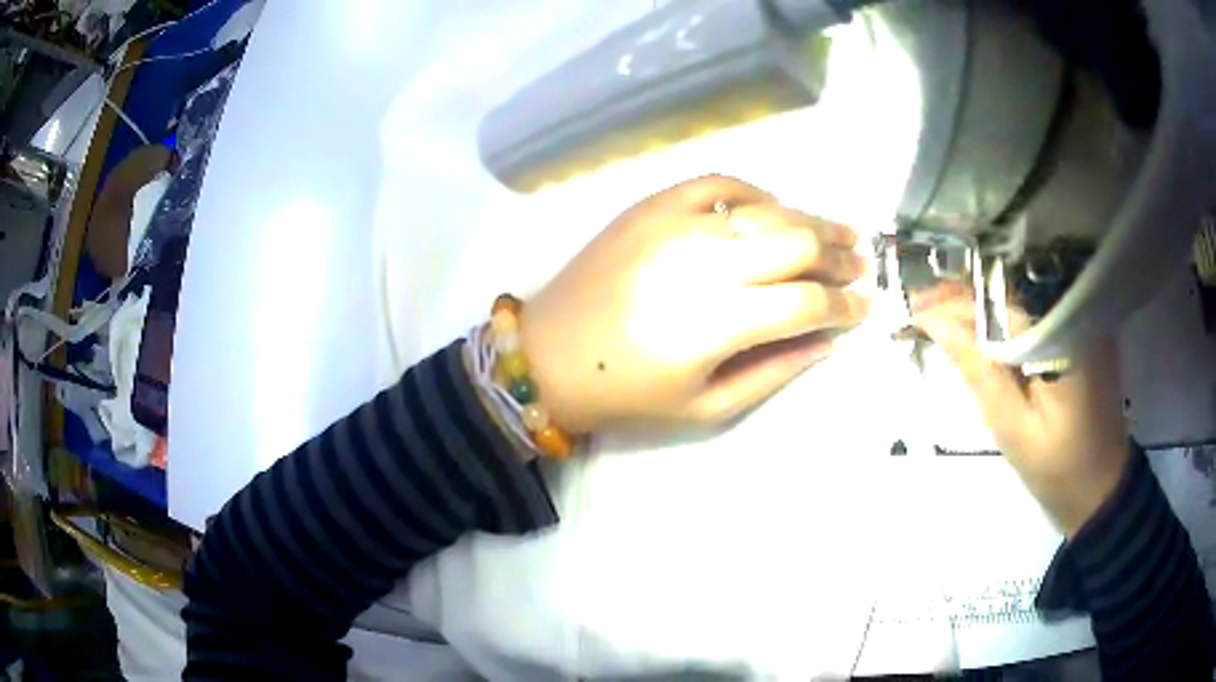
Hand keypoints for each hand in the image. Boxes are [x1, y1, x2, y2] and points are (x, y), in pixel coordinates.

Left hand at [520, 175, 869, 433]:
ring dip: (811, 219)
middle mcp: (706, 262)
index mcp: (720, 321)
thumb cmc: (629, 392)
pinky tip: (771, 208)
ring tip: (838, 230)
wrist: (550, 354)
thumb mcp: (707, 405)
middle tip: (861, 262)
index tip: (867, 306)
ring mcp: (677, 224)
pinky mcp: (652, 205)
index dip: (846, 305)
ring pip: (767, 209)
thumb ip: (775, 370)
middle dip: (841, 256)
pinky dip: (753, 193)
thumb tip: (828, 340)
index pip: (809, 303)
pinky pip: (718, 183)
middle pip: (798, 243)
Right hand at [913, 293, 1129, 536]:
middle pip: (1011, 283)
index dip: (956, 295)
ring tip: (941, 312)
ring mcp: (1083, 315)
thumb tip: (934, 322)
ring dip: (981, 298)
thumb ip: (978, 369)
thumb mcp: (1013, 428)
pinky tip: (979, 322)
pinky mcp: (1083, 327)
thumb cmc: (1058, 468)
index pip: (1000, 295)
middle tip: (921, 306)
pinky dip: (1004, 310)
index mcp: (1063, 333)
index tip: (915, 303)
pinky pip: (1036, 304)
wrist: (1101, 488)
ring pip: (1022, 289)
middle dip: (965, 292)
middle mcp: (1076, 309)